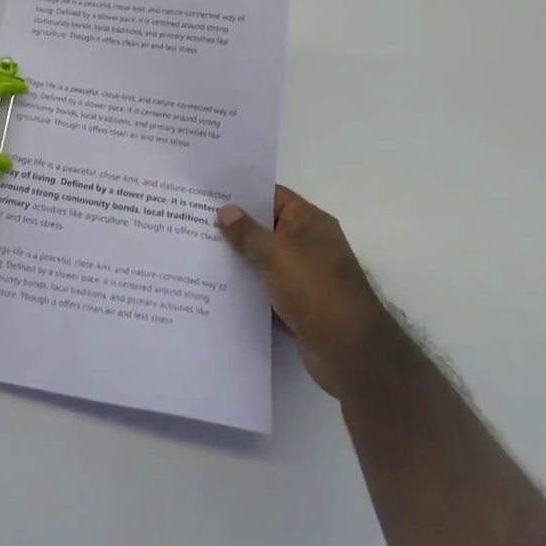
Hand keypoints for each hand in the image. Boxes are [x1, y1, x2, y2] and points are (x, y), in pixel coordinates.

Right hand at [217, 186, 403, 399]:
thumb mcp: (277, 253)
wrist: (350, 352)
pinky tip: (216, 288)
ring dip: (239, 261)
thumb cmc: (315, 289)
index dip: (243, 193)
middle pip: (266, 229)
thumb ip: (248, 233)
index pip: (273, 196)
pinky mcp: (297, 306)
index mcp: (310, 222)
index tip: (211, 193)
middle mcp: (308, 245)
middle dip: (235, 228)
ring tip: (199, 252)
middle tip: (196, 221)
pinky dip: (247, 290)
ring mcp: (303, 277)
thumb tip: (225, 210)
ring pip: (263, 261)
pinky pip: (266, 291)